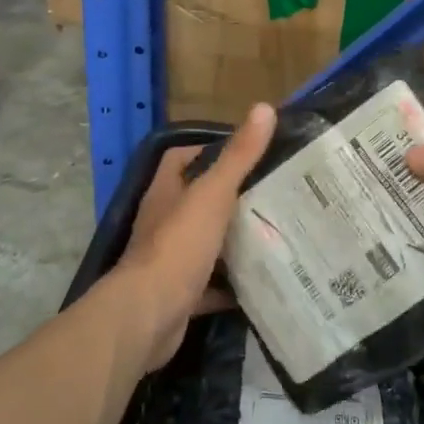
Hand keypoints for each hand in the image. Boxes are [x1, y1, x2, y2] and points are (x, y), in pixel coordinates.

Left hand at [113, 104, 276, 370]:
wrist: (149, 316)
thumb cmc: (179, 245)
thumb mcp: (213, 194)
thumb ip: (239, 155)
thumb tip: (264, 107)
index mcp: (166, 193)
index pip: (180, 158)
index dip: (208, 150)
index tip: (247, 152)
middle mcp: (163, 222)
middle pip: (197, 201)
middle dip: (231, 197)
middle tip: (273, 192)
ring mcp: (169, 260)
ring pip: (205, 242)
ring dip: (232, 241)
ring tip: (274, 232)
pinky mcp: (179, 295)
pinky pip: (210, 284)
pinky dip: (231, 284)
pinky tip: (261, 281)